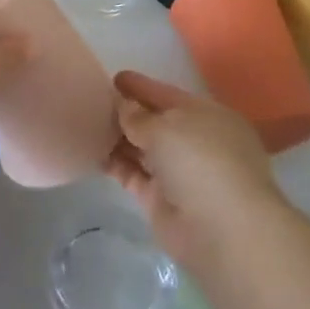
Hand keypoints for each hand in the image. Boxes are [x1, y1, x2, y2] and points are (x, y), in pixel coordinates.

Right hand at [107, 70, 284, 272]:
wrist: (223, 230)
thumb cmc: (201, 160)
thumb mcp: (166, 126)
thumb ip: (138, 116)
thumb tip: (124, 107)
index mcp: (207, 116)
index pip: (168, 94)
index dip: (141, 86)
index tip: (114, 77)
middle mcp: (195, 142)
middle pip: (156, 122)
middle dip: (128, 112)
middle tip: (93, 100)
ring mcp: (179, 173)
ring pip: (143, 149)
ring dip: (119, 138)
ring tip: (86, 123)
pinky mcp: (161, 200)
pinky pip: (134, 174)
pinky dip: (115, 164)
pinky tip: (91, 153)